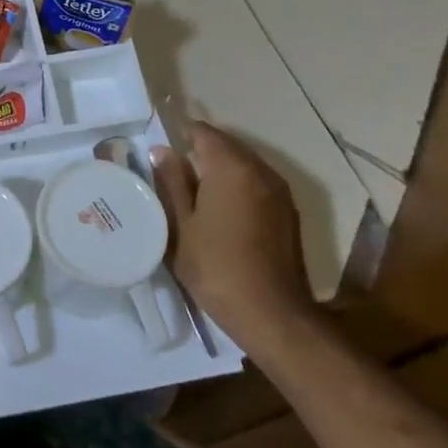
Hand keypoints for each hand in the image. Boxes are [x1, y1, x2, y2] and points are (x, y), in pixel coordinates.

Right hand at [152, 120, 316, 351]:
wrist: (273, 315)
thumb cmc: (216, 266)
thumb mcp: (180, 224)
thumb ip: (171, 182)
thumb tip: (162, 151)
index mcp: (231, 167)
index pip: (203, 132)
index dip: (180, 135)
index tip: (159, 151)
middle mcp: (260, 170)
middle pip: (226, 145)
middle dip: (200, 151)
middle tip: (171, 173)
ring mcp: (279, 192)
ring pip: (243, 164)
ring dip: (220, 170)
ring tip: (193, 192)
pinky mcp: (288, 213)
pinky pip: (256, 183)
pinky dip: (237, 186)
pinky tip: (220, 210)